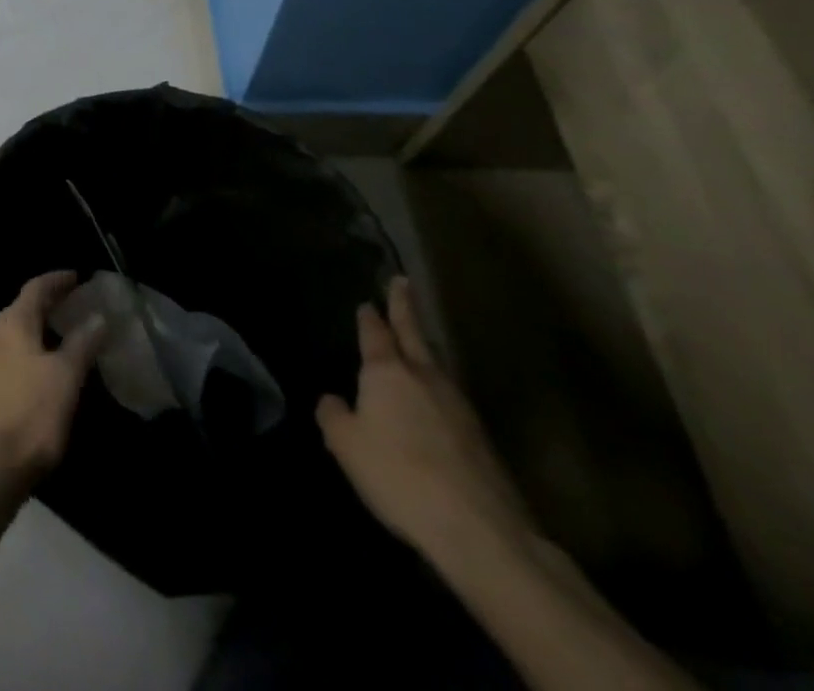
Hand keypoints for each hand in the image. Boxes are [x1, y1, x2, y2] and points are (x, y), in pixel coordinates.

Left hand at [0, 271, 106, 501]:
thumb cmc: (29, 415)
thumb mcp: (65, 378)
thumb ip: (82, 344)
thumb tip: (98, 316)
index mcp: (11, 321)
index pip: (36, 287)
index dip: (58, 280)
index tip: (78, 276)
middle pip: (23, 306)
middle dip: (49, 303)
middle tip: (76, 304)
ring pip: (15, 330)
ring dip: (38, 327)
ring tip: (63, 334)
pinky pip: (9, 351)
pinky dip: (29, 348)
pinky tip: (42, 365)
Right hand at [316, 277, 530, 561]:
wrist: (481, 531)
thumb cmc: (399, 474)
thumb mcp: (345, 444)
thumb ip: (333, 415)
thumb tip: (334, 400)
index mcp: (387, 372)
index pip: (375, 332)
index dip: (369, 316)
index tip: (367, 300)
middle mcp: (425, 378)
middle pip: (414, 335)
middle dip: (405, 308)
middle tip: (403, 282)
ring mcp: (459, 407)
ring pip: (435, 365)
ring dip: (424, 347)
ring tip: (415, 339)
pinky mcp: (481, 439)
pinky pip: (449, 399)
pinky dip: (436, 387)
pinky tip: (432, 400)